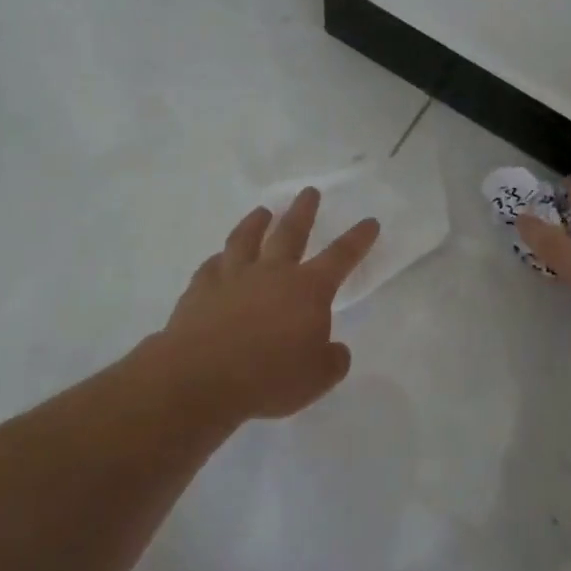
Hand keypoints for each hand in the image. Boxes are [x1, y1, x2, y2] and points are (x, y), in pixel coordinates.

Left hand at [159, 188, 380, 420]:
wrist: (201, 378)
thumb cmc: (268, 377)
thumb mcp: (317, 378)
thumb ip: (332, 360)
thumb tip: (335, 349)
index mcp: (308, 289)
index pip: (341, 256)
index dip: (358, 239)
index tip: (370, 221)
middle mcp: (272, 272)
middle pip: (291, 232)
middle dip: (304, 211)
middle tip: (309, 192)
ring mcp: (233, 276)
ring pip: (246, 239)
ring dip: (256, 223)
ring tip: (262, 211)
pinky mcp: (200, 289)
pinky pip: (212, 265)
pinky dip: (219, 259)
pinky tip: (219, 258)